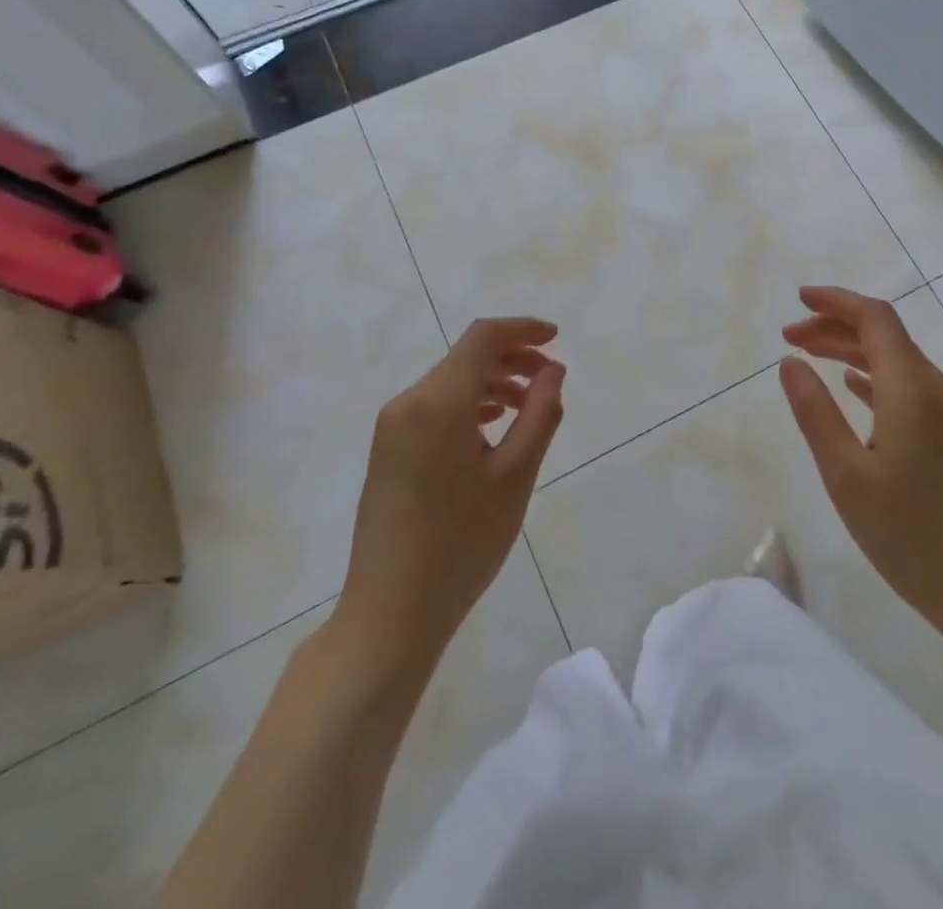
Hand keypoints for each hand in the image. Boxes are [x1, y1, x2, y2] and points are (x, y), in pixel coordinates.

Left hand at [333, 318, 565, 674]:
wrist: (390, 613)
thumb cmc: (461, 544)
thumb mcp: (515, 476)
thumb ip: (540, 414)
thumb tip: (552, 370)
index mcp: (438, 402)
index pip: (482, 338)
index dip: (522, 329)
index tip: (556, 338)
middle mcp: (408, 403)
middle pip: (465, 358)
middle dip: (511, 357)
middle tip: (550, 378)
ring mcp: (391, 427)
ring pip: (450, 382)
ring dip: (492, 381)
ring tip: (528, 405)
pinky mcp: (387, 450)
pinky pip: (433, 407)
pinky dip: (468, 404)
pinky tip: (491, 426)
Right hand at [780, 286, 942, 655]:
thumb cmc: (909, 534)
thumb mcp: (846, 474)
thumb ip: (815, 412)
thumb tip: (790, 363)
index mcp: (911, 388)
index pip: (875, 318)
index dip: (836, 301)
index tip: (798, 300)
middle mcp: (934, 388)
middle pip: (884, 334)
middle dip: (835, 325)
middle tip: (789, 337)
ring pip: (894, 359)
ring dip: (851, 349)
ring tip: (808, 356)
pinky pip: (905, 385)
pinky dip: (871, 375)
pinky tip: (850, 386)